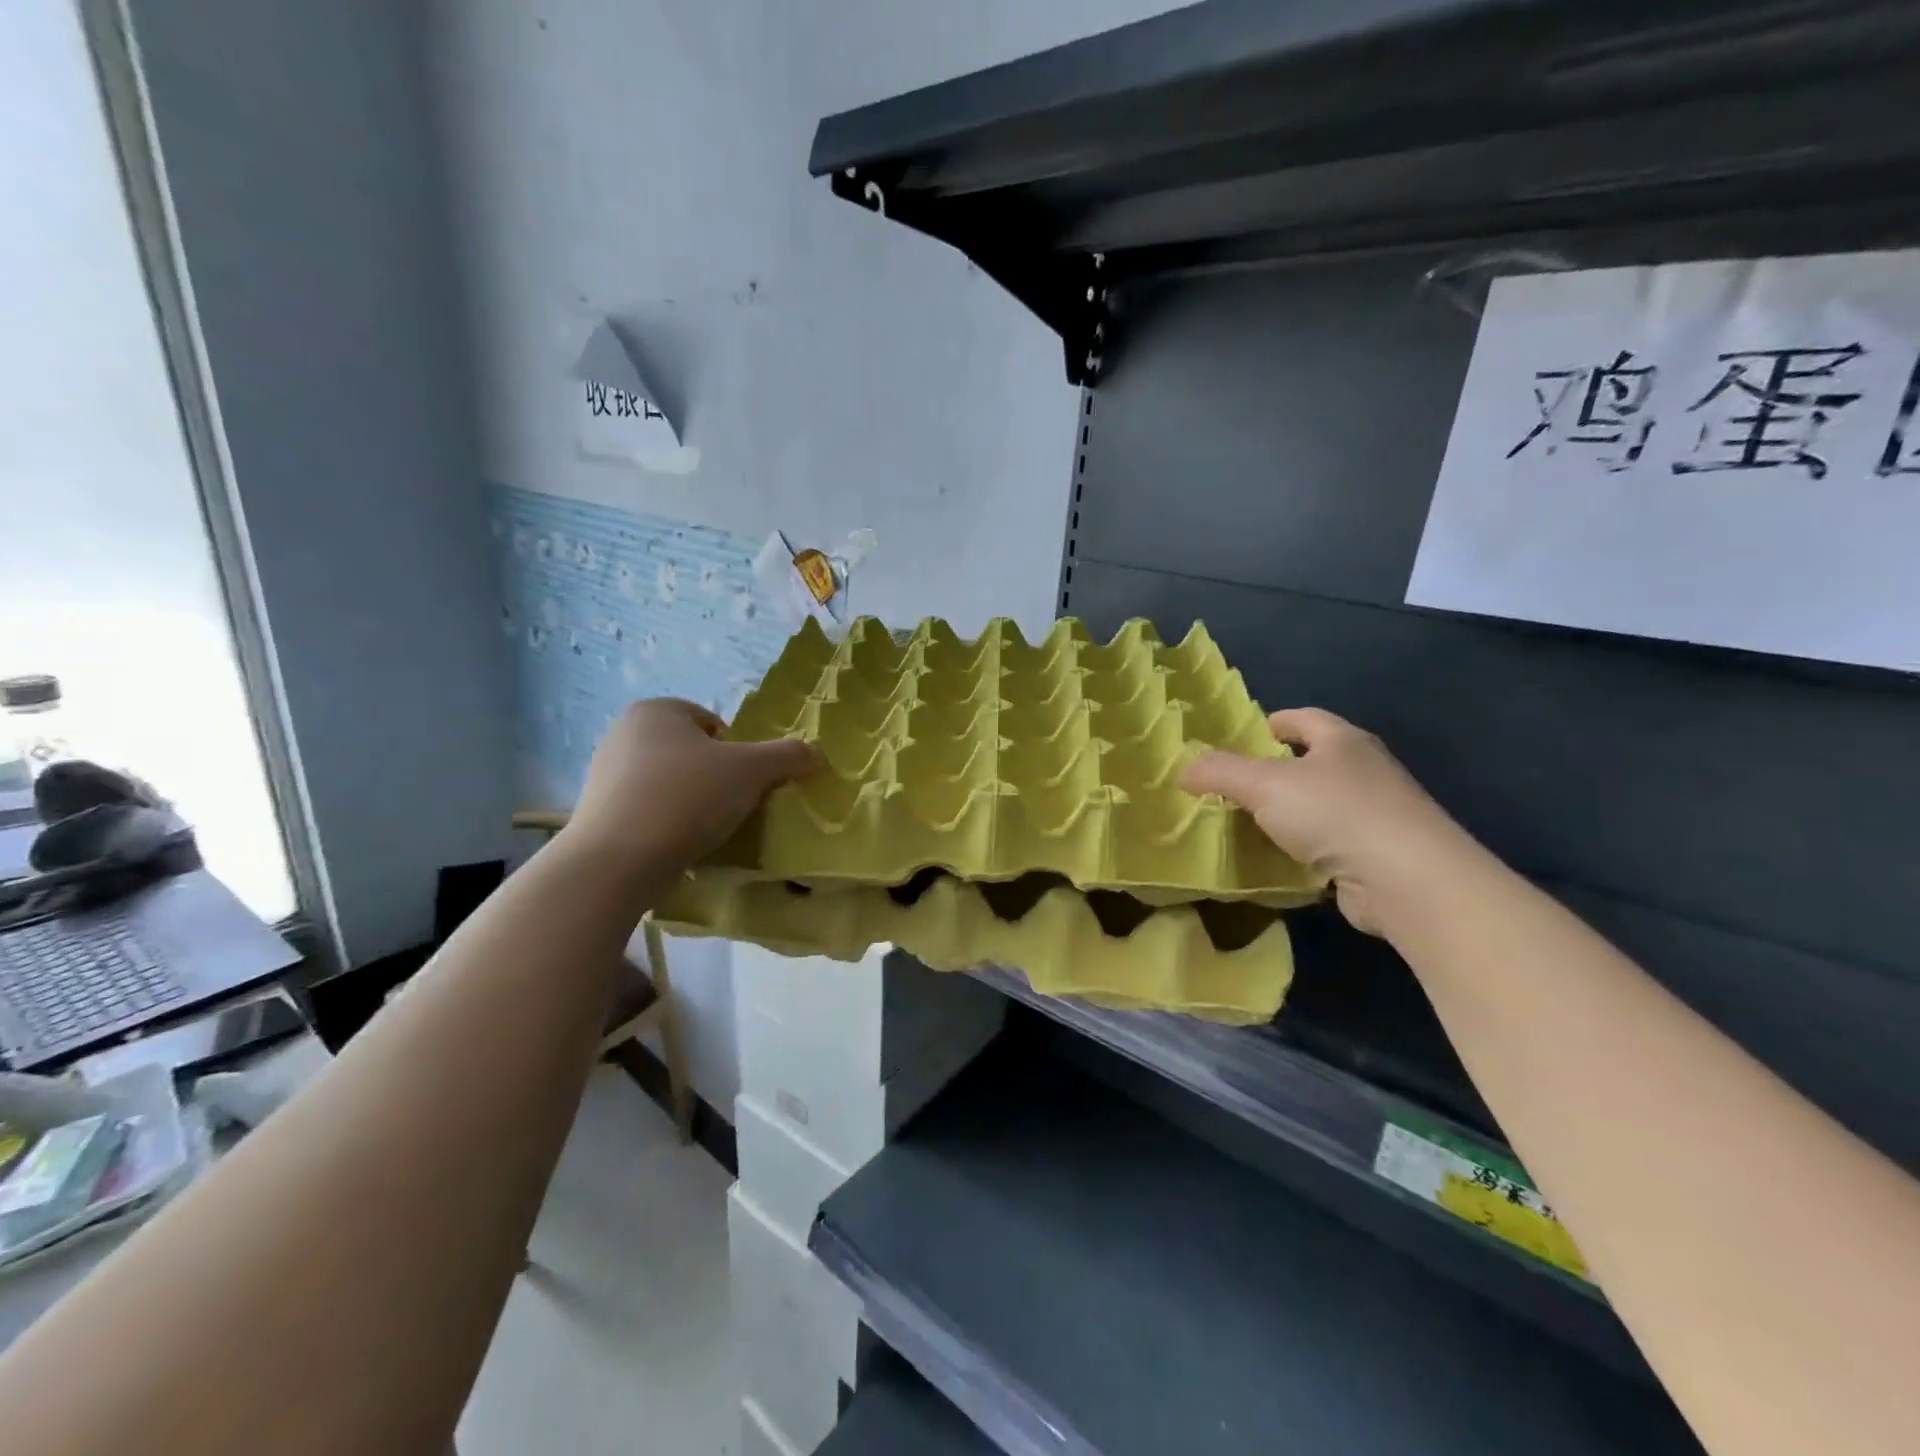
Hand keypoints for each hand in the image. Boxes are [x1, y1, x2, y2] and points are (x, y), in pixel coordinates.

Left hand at [563, 699, 820, 875]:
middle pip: (693, 754)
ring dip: (692, 804)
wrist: (616, 862)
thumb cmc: (687, 798)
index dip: (738, 752)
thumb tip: (816, 753)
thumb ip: (788, 756)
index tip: (744, 783)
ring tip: (707, 831)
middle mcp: (624, 733)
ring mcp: (605, 775)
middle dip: (715, 779)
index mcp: (657, 710)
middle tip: (732, 807)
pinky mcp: (597, 814)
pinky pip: (648, 813)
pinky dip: (667, 825)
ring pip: (670, 784)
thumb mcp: (752, 771)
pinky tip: (678, 847)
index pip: (714, 724)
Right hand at [1182, 708, 1472, 935]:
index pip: (1304, 718)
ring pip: (1322, 805)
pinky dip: (1306, 850)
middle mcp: (1364, 771)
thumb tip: (1184, 769)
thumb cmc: (1335, 813)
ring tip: (1250, 825)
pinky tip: (1281, 862)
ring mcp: (1377, 814)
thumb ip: (1220, 772)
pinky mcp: (1379, 855)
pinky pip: (1331, 844)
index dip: (1273, 723)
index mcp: (1342, 741)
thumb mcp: (1264, 785)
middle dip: (1276, 770)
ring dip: (1291, 814)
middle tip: (1235, 786)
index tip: (1244, 738)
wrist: (1408, 880)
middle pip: (1314, 761)